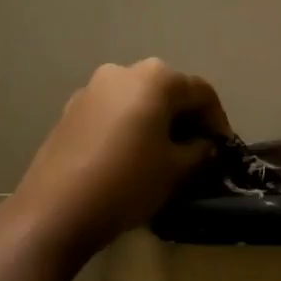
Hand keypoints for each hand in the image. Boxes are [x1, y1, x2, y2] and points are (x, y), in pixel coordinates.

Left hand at [11, 59, 229, 261]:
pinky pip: (112, 113)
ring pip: (136, 100)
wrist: (56, 209)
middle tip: (197, 151)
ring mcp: (91, 89)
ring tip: (163, 155)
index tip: (224, 149)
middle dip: (186, 118)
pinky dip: (128, 127)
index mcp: (155, 78)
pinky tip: (129, 157)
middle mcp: (121, 71)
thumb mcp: (176, 170)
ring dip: (155, 122)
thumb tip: (204, 145)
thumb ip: (199, 151)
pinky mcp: (69, 111)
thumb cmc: (128, 183)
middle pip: (167, 90)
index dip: (218, 121)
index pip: (201, 92)